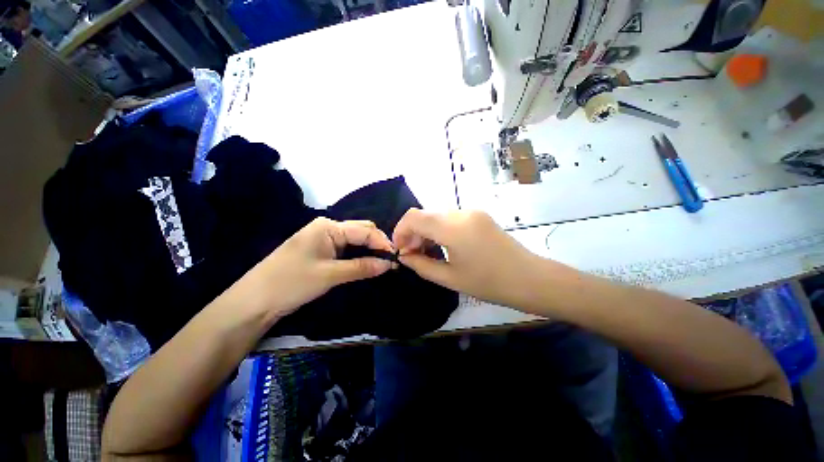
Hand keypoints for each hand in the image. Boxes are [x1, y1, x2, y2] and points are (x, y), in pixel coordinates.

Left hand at [230, 218, 394, 320]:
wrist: (254, 301)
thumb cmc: (291, 283)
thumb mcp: (330, 275)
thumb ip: (362, 267)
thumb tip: (389, 264)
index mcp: (328, 226)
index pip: (364, 230)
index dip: (382, 243)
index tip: (397, 258)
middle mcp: (327, 227)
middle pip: (360, 231)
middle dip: (377, 244)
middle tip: (391, 261)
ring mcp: (323, 238)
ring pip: (354, 240)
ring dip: (369, 250)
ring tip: (383, 263)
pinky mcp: (320, 250)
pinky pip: (346, 249)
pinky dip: (358, 255)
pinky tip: (367, 263)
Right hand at [393, 209, 547, 307]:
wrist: (530, 278)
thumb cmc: (489, 283)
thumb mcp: (449, 278)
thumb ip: (421, 265)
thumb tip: (404, 256)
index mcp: (453, 227)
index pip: (414, 217)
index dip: (400, 231)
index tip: (400, 250)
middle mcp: (461, 212)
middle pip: (424, 215)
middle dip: (413, 233)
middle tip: (413, 255)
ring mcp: (472, 212)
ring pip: (436, 216)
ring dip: (426, 232)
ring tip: (427, 252)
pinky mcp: (478, 216)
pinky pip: (450, 218)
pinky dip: (439, 230)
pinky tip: (443, 246)